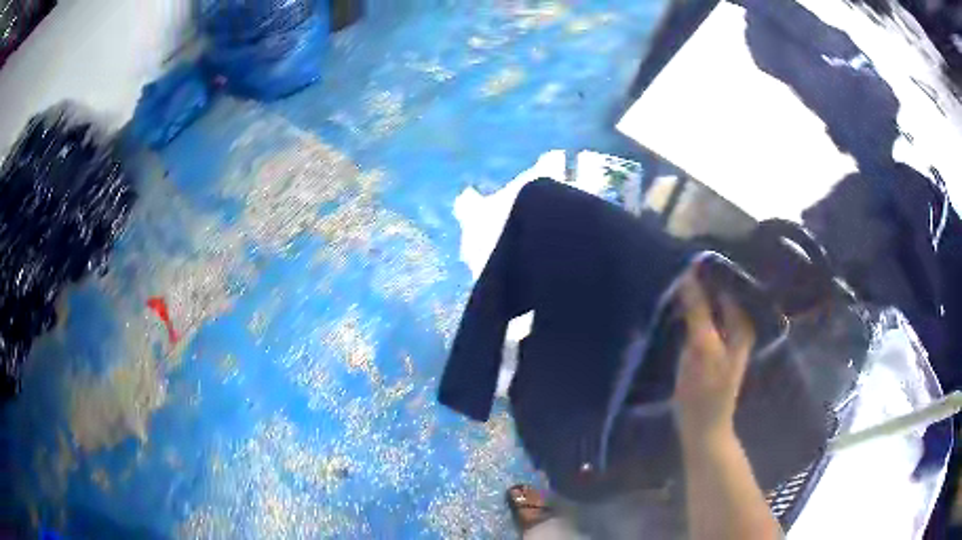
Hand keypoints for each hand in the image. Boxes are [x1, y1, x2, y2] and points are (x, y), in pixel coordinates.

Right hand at [674, 272, 755, 444]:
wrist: (702, 428)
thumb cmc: (705, 389)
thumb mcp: (702, 346)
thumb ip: (697, 309)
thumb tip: (689, 272)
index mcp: (741, 322)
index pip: (726, 283)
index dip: (707, 270)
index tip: (684, 255)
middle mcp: (735, 325)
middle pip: (717, 294)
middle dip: (699, 281)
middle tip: (673, 265)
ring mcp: (722, 337)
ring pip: (708, 307)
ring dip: (693, 296)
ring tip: (671, 279)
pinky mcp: (709, 348)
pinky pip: (701, 320)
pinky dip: (690, 312)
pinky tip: (675, 305)